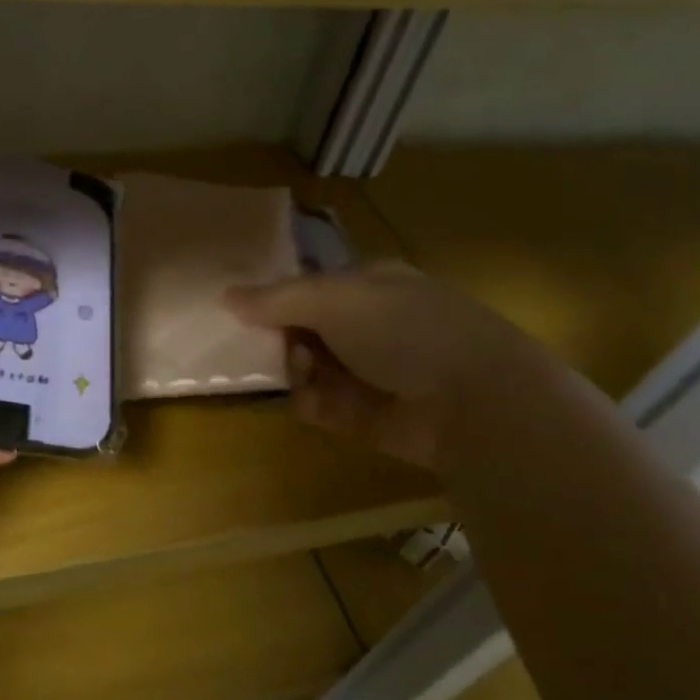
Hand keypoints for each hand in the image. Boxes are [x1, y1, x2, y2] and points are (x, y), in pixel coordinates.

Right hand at [225, 262, 546, 470]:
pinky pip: (323, 405)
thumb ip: (277, 299)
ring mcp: (370, 371)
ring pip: (309, 368)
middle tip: (269, 348)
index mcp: (371, 285)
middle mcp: (370, 325)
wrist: (473, 402)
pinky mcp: (368, 415)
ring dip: (296, 372)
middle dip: (282, 339)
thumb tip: (226, 295)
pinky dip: (313, 404)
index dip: (277, 297)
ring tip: (300, 376)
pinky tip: (315, 403)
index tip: (243, 311)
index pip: (311, 286)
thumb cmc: (405, 331)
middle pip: (304, 329)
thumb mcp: (335, 299)